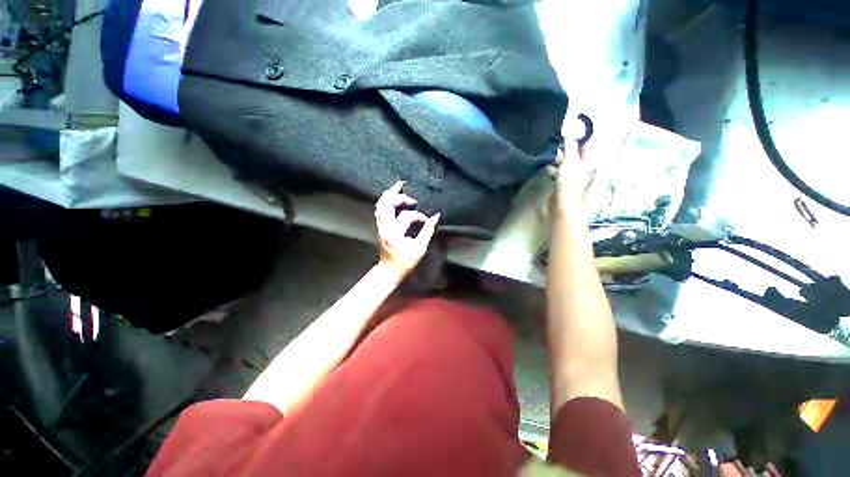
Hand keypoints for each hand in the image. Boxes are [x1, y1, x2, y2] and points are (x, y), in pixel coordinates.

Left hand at [374, 181, 440, 277]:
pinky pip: (380, 209)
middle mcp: (384, 227)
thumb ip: (427, 231)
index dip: (418, 216)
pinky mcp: (380, 226)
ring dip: (389, 195)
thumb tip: (436, 216)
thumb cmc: (405, 261)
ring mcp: (380, 226)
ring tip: (399, 186)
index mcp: (394, 233)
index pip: (406, 216)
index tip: (427, 220)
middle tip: (411, 197)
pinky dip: (385, 201)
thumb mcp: (419, 248)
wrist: (389, 270)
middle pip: (386, 204)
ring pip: (380, 205)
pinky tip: (391, 197)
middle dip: (399, 196)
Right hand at [547, 141, 595, 218]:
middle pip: (576, 154)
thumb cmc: (569, 181)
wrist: (563, 204)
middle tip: (555, 146)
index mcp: (591, 161)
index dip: (578, 139)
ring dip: (558, 161)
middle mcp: (586, 167)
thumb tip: (569, 132)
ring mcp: (576, 176)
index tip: (566, 136)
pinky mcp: (566, 183)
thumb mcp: (569, 161)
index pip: (587, 145)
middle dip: (566, 150)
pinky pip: (561, 173)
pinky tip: (547, 170)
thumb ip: (569, 146)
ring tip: (549, 159)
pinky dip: (555, 170)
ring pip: (567, 164)